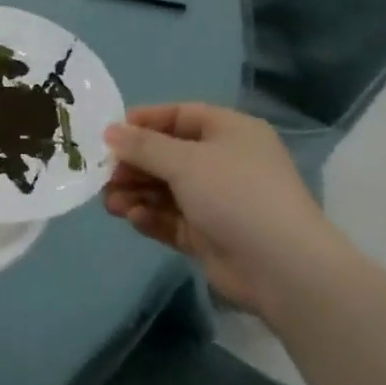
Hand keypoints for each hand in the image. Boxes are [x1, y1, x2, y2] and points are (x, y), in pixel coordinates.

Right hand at [103, 105, 346, 316]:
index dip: (143, 122)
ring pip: (167, 190)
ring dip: (137, 192)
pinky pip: (172, 219)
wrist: (282, 267)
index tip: (108, 133)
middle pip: (168, 155)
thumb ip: (144, 146)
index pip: (179, 116)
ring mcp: (218, 201)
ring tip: (109, 202)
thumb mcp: (185, 162)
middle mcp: (224, 162)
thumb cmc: (235, 195)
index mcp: (230, 132)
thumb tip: (110, 132)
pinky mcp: (210, 235)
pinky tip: (133, 218)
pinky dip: (152, 217)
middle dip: (134, 164)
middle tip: (103, 174)